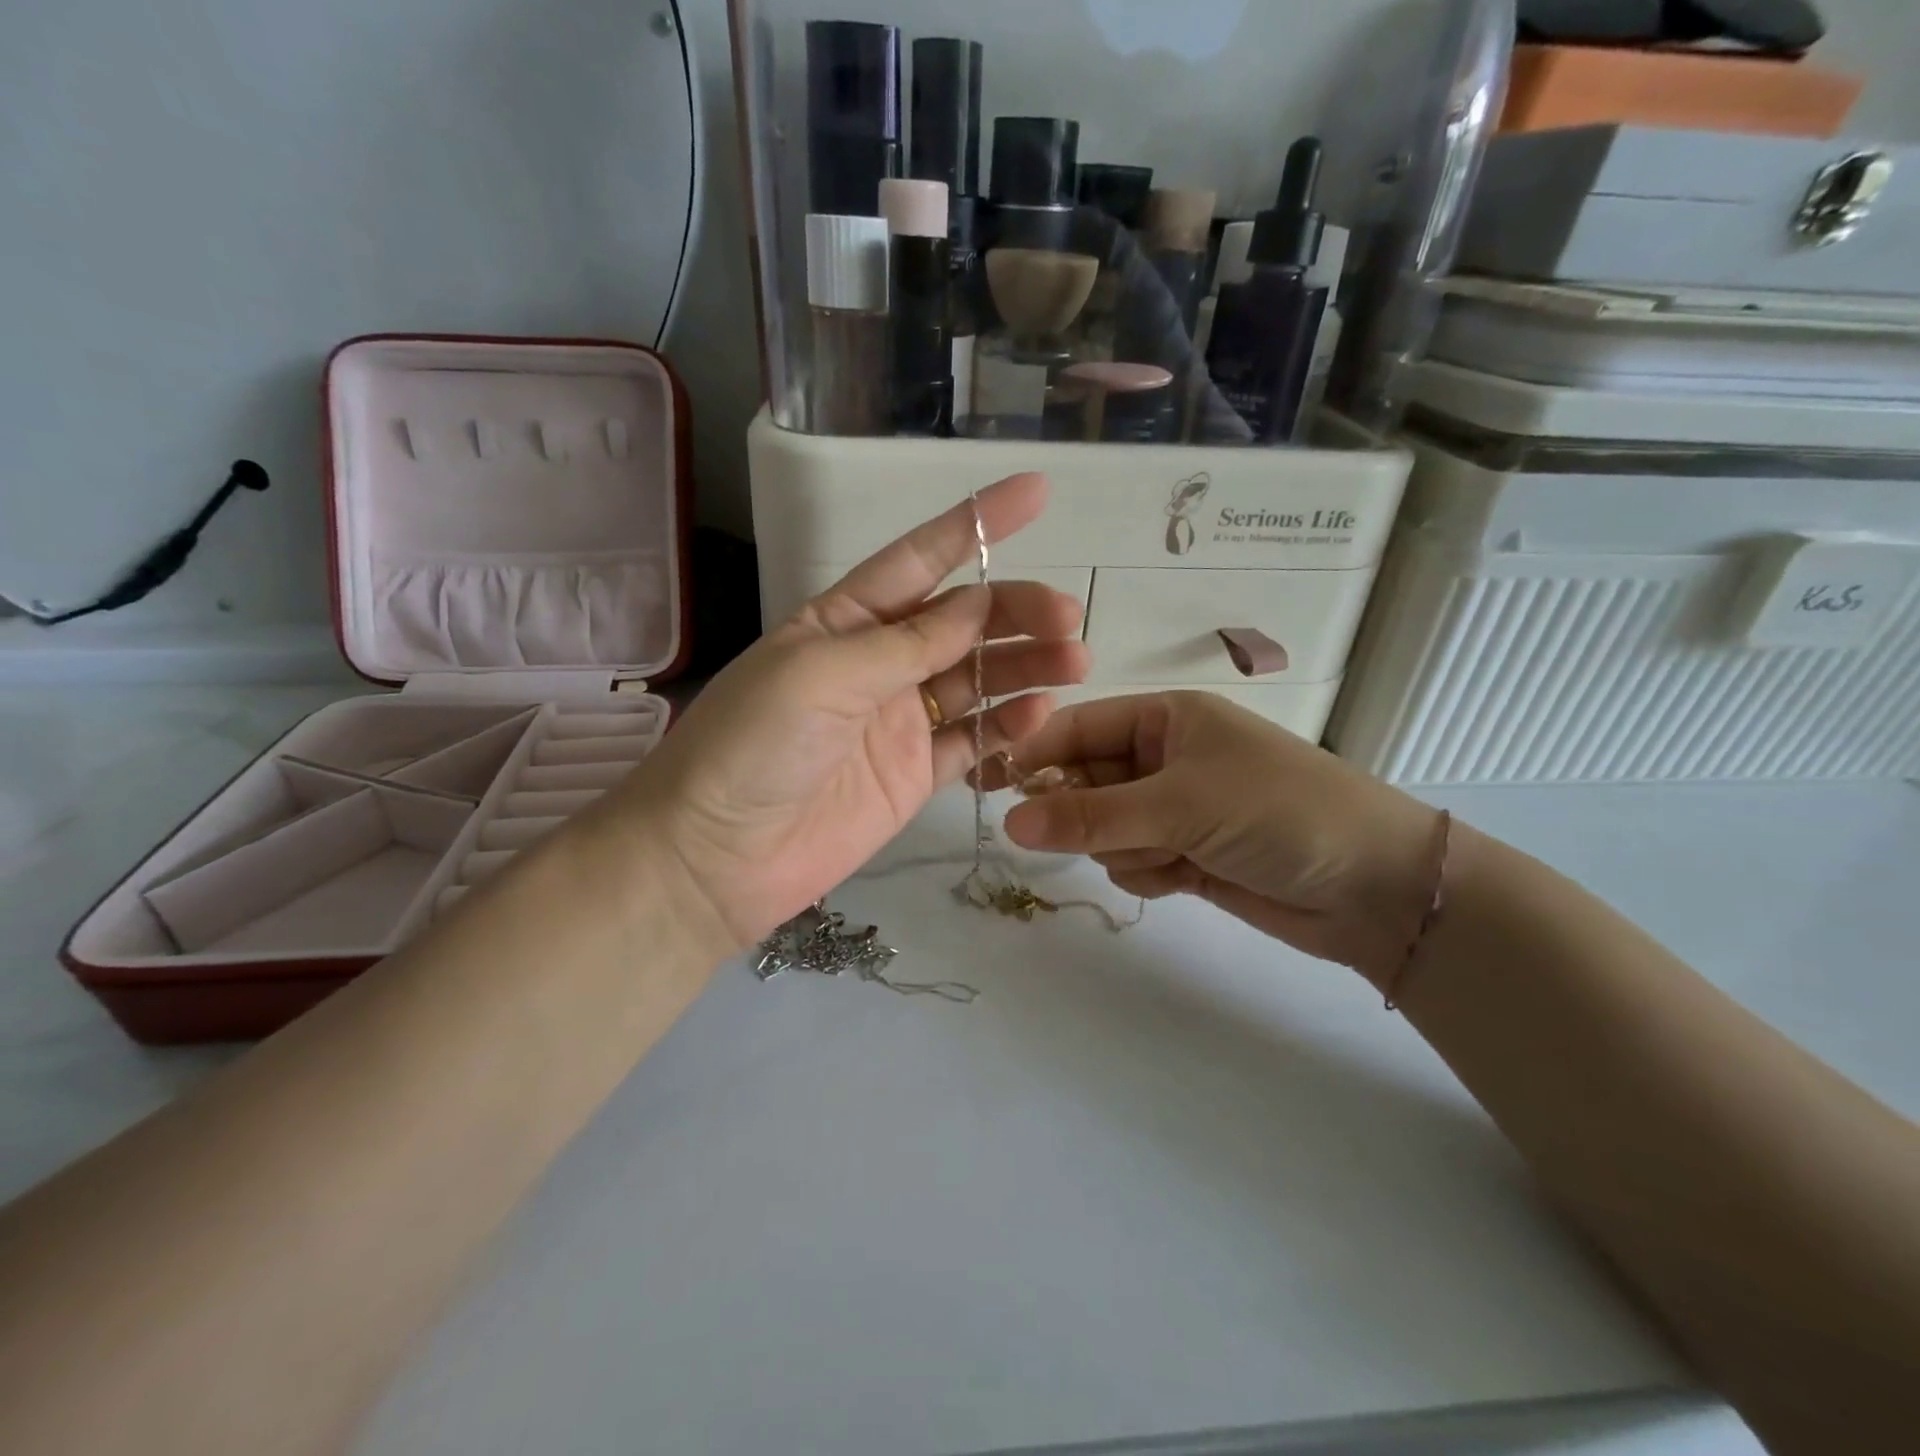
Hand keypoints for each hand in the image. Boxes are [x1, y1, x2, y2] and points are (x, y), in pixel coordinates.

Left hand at [606, 473, 1087, 955]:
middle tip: (1068, 616)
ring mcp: (900, 721)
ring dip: (1025, 667)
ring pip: (977, 680)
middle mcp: (877, 663)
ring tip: (1074, 663)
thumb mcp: (824, 674)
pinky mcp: (915, 774)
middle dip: (1015, 611)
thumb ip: (907, 643)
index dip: (977, 524)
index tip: (1036, 493)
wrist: (717, 857)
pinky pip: (973, 743)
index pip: (920, 558)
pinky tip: (1039, 714)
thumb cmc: (754, 745)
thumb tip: (978, 603)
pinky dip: (1008, 727)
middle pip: (962, 623)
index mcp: (844, 620)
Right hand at [997, 692, 1444, 987]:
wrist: (1375, 888)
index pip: (1078, 728)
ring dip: (1121, 847)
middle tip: (1095, 833)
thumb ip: (1092, 815)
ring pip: (1103, 827)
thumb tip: (1010, 823)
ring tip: (1168, 856)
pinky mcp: (1185, 854)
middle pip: (1085, 781)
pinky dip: (1146, 872)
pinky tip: (1183, 877)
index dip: (1035, 753)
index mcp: (1167, 719)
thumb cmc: (1279, 813)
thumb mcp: (1182, 803)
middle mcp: (1165, 758)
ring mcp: (1174, 808)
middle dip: (1083, 811)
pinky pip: (1130, 859)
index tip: (992, 786)